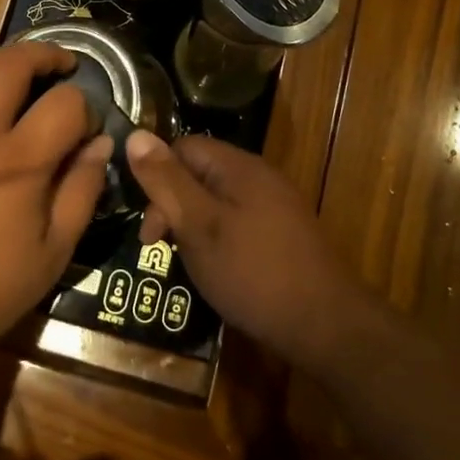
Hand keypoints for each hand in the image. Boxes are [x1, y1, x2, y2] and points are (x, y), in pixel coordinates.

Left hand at [0, 43, 111, 376]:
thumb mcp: (51, 254)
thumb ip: (81, 191)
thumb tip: (100, 145)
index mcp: (17, 160)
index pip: (65, 103)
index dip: (86, 108)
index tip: (88, 128)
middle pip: (11, 63)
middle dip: (44, 54)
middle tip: (61, 64)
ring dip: (1, 60)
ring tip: (18, 72)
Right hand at [123, 131, 369, 369]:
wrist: (325, 324)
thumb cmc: (253, 271)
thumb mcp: (199, 225)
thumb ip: (167, 181)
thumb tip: (134, 134)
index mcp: (239, 166)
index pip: (183, 146)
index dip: (157, 176)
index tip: (148, 224)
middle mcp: (259, 176)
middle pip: (199, 173)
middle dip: (173, 205)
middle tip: (160, 247)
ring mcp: (275, 206)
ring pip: (217, 201)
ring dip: (194, 226)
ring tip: (186, 262)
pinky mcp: (283, 234)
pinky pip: (237, 222)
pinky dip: (218, 239)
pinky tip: (216, 269)